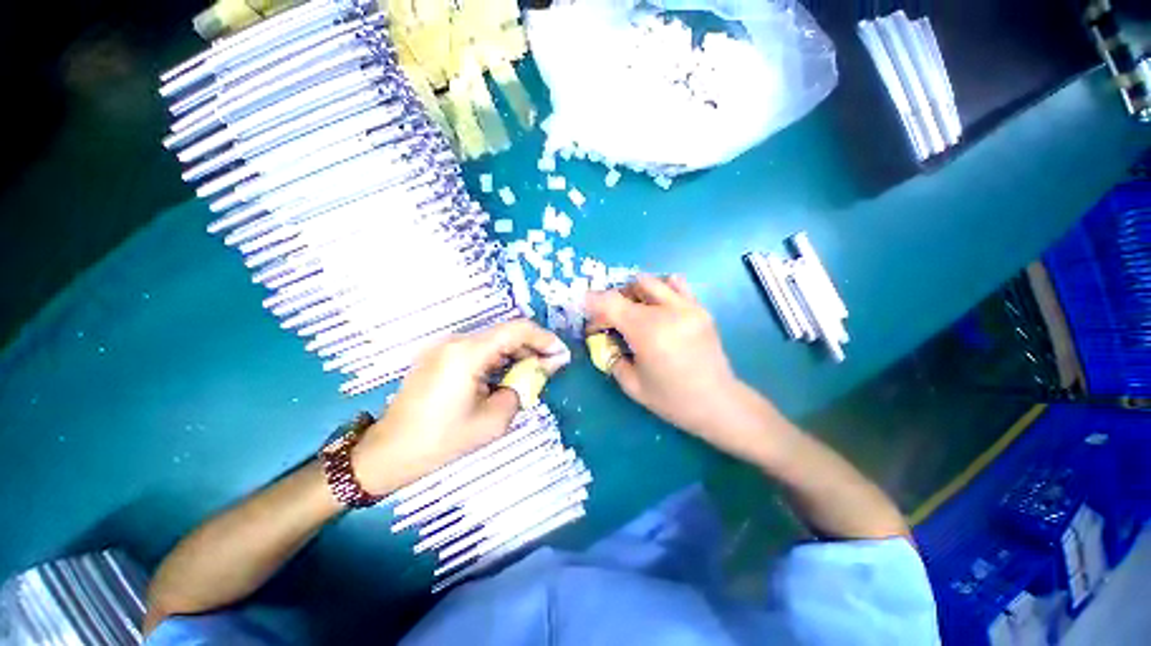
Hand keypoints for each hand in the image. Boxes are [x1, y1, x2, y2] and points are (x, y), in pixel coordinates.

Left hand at [352, 320, 570, 494]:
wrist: (388, 452)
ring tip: (533, 373)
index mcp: (468, 353)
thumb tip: (545, 367)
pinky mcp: (440, 355)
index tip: (561, 355)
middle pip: (506, 332)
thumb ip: (524, 386)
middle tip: (552, 367)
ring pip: (493, 340)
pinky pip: (478, 349)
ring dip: (517, 353)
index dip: (544, 338)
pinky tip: (508, 374)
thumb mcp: (494, 419)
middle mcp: (456, 341)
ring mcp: (445, 346)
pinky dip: (499, 358)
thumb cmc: (443, 440)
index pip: (517, 329)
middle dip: (533, 347)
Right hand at [585, 275, 748, 445]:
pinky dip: (660, 289)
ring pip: (650, 281)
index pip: (610, 302)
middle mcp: (667, 312)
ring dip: (634, 293)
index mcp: (648, 332)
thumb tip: (603, 339)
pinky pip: (676, 284)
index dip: (593, 307)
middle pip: (628, 289)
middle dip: (612, 303)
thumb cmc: (672, 399)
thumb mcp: (631, 384)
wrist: (718, 402)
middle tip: (611, 323)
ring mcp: (687, 306)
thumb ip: (611, 356)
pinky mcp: (700, 308)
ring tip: (635, 313)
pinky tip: (659, 308)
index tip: (591, 323)